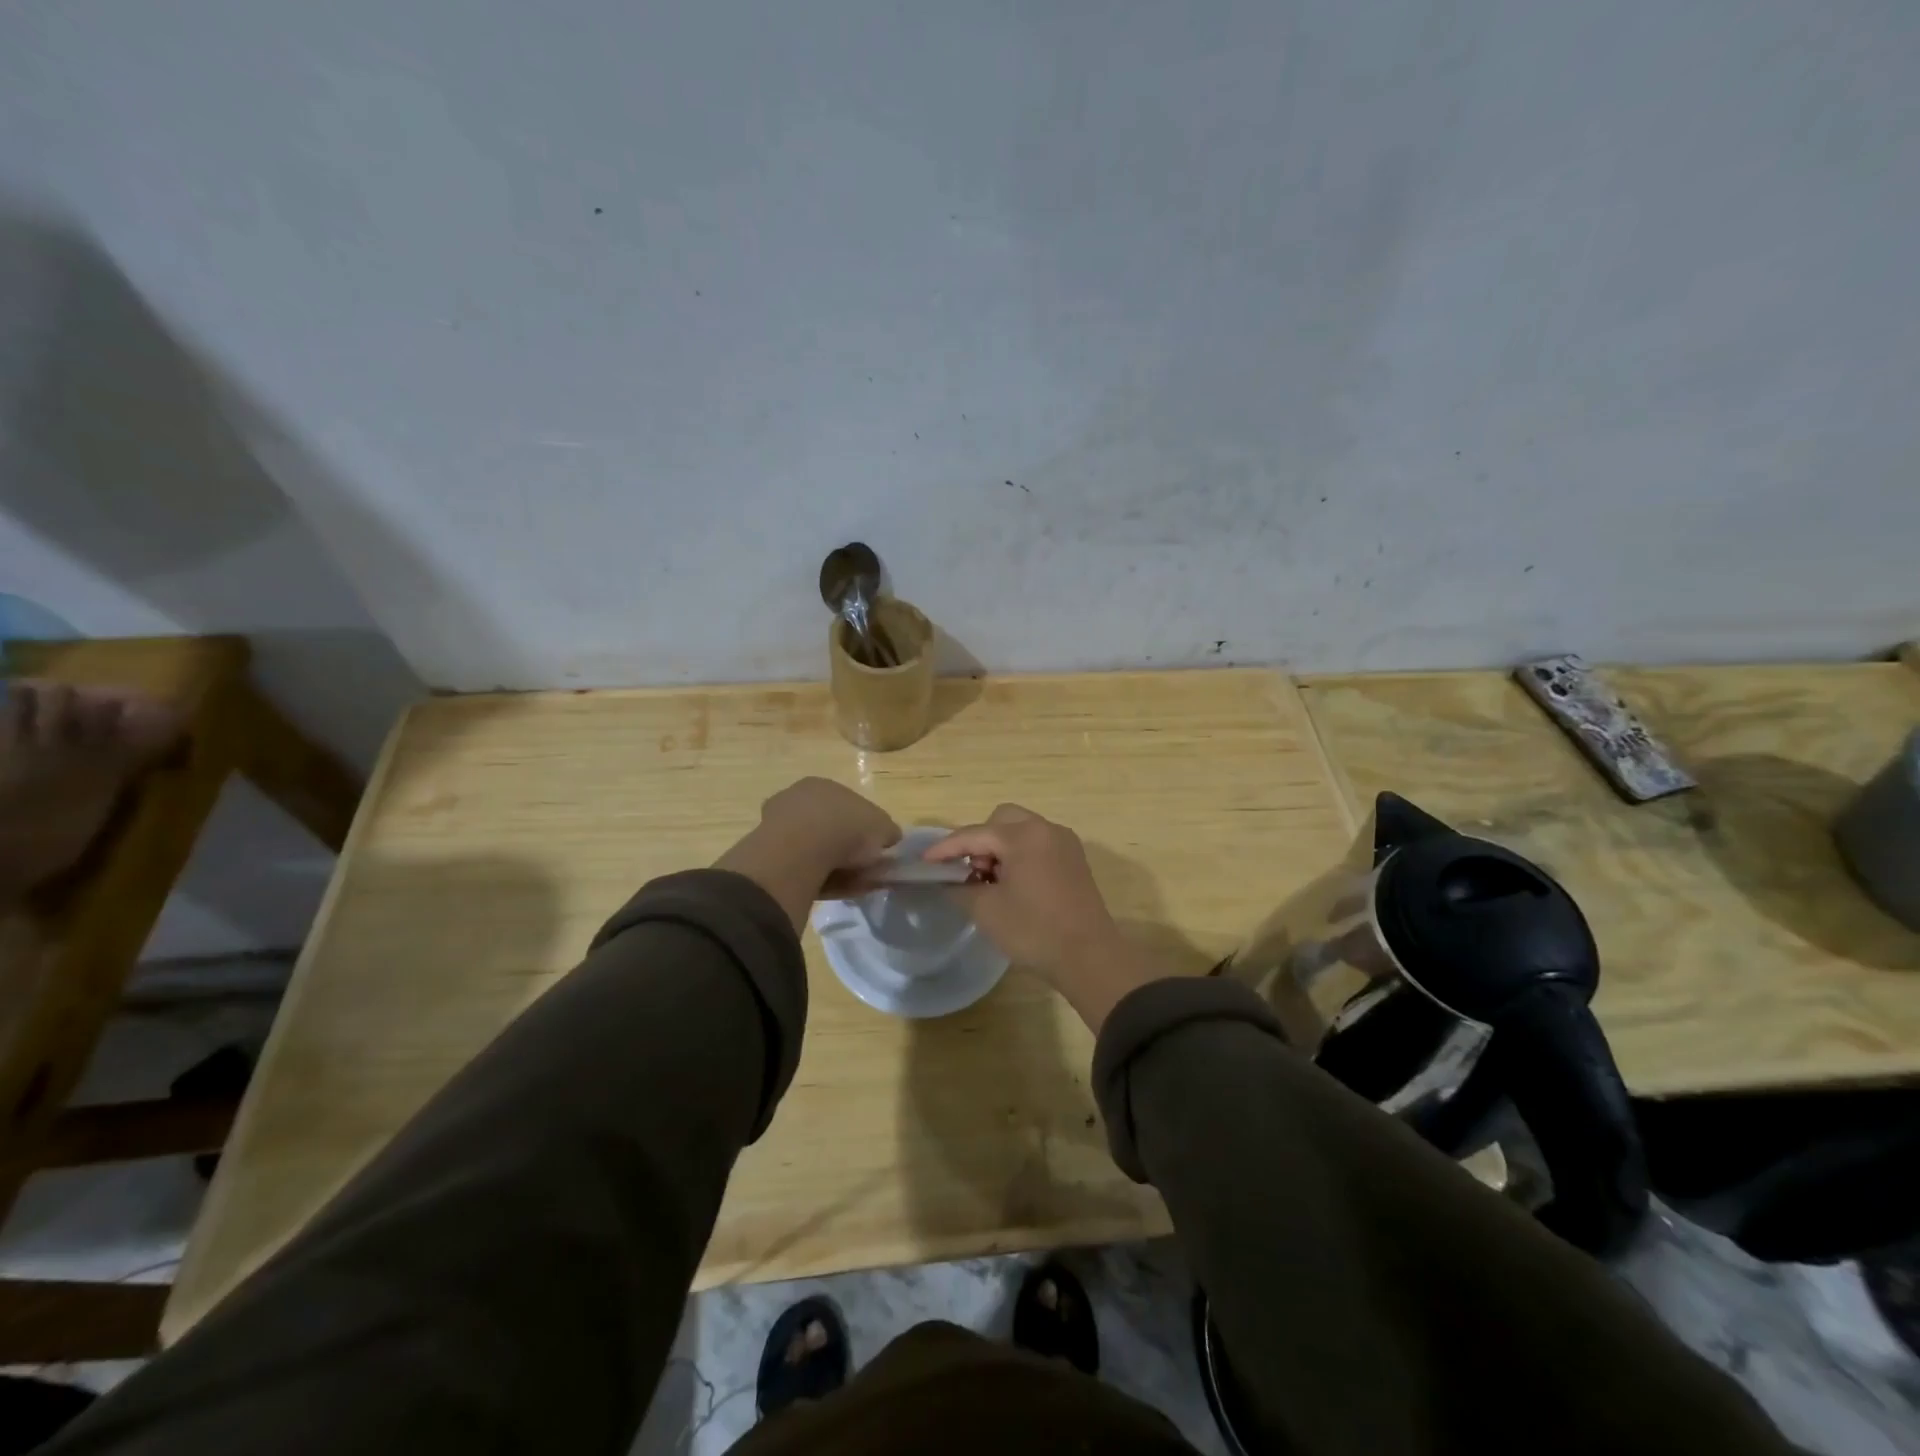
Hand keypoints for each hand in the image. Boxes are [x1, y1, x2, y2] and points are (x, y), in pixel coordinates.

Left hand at [715, 778, 899, 930]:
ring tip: (857, 885)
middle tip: (867, 869)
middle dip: (848, 849)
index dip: (864, 828)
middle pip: (829, 828)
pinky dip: (823, 880)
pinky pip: (804, 869)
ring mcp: (778, 828)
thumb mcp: (882, 827)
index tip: (876, 848)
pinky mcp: (770, 857)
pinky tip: (839, 891)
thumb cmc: (846, 827)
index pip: (847, 805)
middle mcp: (797, 800)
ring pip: (816, 851)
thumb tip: (889, 838)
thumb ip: (888, 832)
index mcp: (822, 785)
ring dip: (838, 867)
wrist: (801, 852)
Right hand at [925, 805, 1156, 1031]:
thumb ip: (959, 888)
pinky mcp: (1074, 860)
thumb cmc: (1033, 930)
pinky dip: (1021, 855)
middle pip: (1001, 821)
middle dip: (979, 842)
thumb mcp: (986, 910)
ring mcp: (1064, 843)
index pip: (974, 834)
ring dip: (1001, 848)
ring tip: (991, 882)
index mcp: (1023, 835)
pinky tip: (1014, 885)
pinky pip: (1039, 844)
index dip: (946, 848)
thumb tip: (949, 881)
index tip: (925, 861)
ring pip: (1022, 830)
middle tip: (971, 873)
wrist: (1089, 956)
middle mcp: (1046, 829)